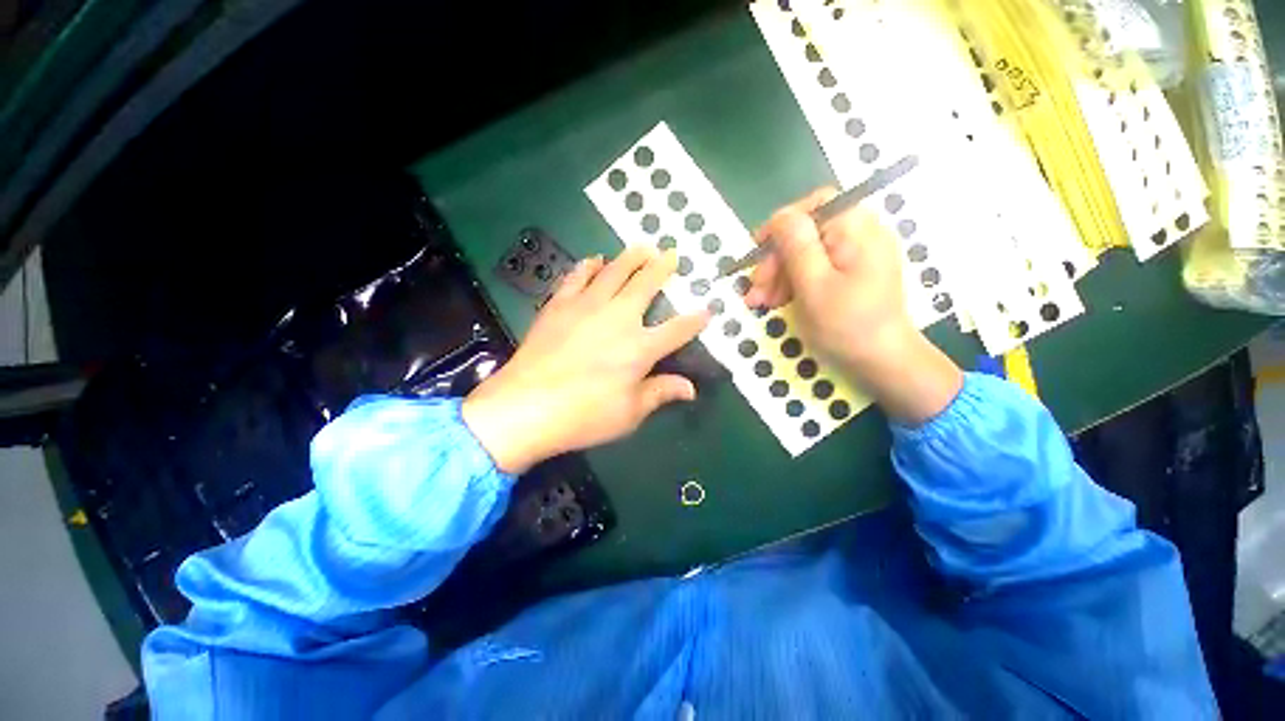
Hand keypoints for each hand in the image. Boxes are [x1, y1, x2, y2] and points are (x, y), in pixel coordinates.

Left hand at [463, 247, 708, 473]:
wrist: (526, 406)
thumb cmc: (584, 415)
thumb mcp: (630, 413)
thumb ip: (661, 393)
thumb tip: (690, 388)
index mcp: (640, 348)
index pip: (678, 330)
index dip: (695, 320)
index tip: (707, 311)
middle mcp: (618, 319)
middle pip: (646, 286)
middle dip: (662, 268)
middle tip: (671, 254)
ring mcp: (587, 307)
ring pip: (614, 272)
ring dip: (630, 258)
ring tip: (642, 247)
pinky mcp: (559, 306)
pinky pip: (576, 277)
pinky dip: (588, 266)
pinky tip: (594, 259)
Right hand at [745, 188, 961, 424]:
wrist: (882, 363)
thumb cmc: (846, 325)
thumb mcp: (814, 285)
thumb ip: (796, 245)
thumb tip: (780, 216)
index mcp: (856, 229)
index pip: (814, 206)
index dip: (781, 224)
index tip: (757, 251)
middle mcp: (861, 235)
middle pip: (806, 233)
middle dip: (775, 260)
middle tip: (755, 291)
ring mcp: (857, 256)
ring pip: (806, 253)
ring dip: (779, 276)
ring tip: (760, 303)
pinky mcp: (852, 275)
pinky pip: (816, 268)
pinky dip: (793, 283)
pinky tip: (777, 302)